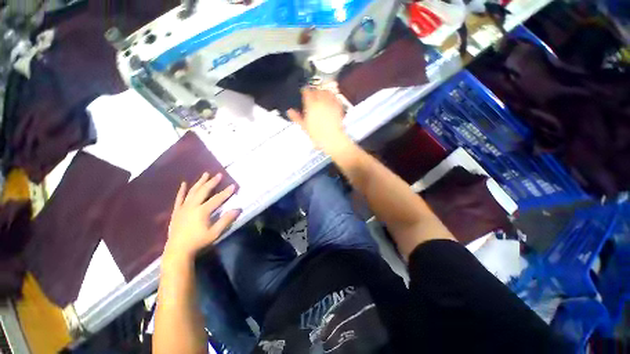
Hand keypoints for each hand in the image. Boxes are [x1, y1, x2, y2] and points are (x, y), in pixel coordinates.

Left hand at [163, 173, 239, 265]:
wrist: (178, 250)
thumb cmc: (198, 242)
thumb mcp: (215, 233)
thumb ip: (226, 220)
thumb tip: (238, 209)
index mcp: (202, 211)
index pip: (217, 199)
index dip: (226, 192)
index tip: (233, 185)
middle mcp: (192, 206)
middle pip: (204, 191)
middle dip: (212, 182)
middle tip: (218, 174)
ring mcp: (183, 208)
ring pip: (192, 192)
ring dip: (199, 182)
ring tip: (205, 174)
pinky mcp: (177, 211)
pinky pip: (179, 198)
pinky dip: (182, 190)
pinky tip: (184, 184)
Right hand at [287, 89, 351, 153]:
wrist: (332, 139)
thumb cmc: (318, 135)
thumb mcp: (304, 127)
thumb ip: (296, 117)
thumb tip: (290, 111)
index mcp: (311, 105)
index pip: (306, 92)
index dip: (304, 91)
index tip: (303, 92)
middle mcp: (321, 101)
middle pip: (317, 90)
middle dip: (313, 91)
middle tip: (312, 95)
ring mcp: (331, 103)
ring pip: (326, 91)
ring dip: (323, 92)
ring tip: (321, 96)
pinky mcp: (338, 107)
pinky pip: (335, 97)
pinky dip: (332, 97)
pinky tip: (331, 100)